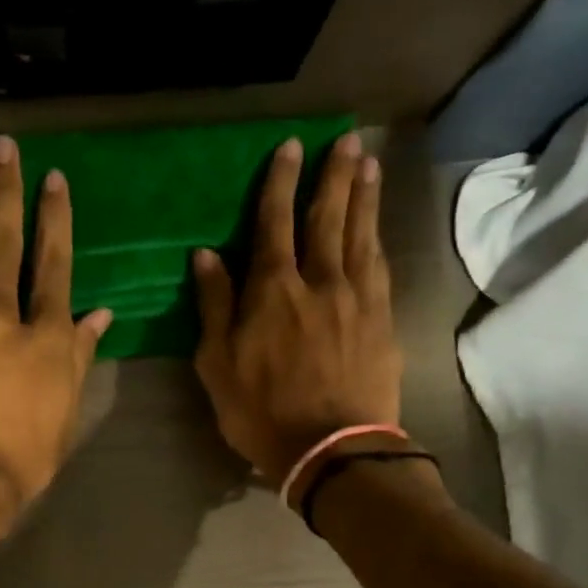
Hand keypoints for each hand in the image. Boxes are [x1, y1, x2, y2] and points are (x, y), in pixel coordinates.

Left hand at [0, 136, 112, 545]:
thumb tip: (100, 313)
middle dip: (6, 191)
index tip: (54, 180)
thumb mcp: (67, 412)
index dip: (55, 218)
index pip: (54, 264)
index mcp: (43, 336)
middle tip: (4, 148)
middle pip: (4, 242)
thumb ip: (79, 356)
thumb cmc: (21, 456)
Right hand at [193, 133, 402, 483]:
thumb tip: (206, 256)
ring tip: (367, 164)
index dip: (281, 183)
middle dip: (333, 176)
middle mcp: (319, 281)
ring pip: (361, 235)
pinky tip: (377, 226)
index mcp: (273, 290)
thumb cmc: (261, 412)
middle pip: (327, 218)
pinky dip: (378, 238)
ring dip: (363, 196)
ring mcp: (356, 299)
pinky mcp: (382, 320)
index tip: (291, 148)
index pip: (275, 223)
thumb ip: (214, 306)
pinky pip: (380, 267)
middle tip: (345, 140)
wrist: (331, 447)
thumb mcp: (217, 364)